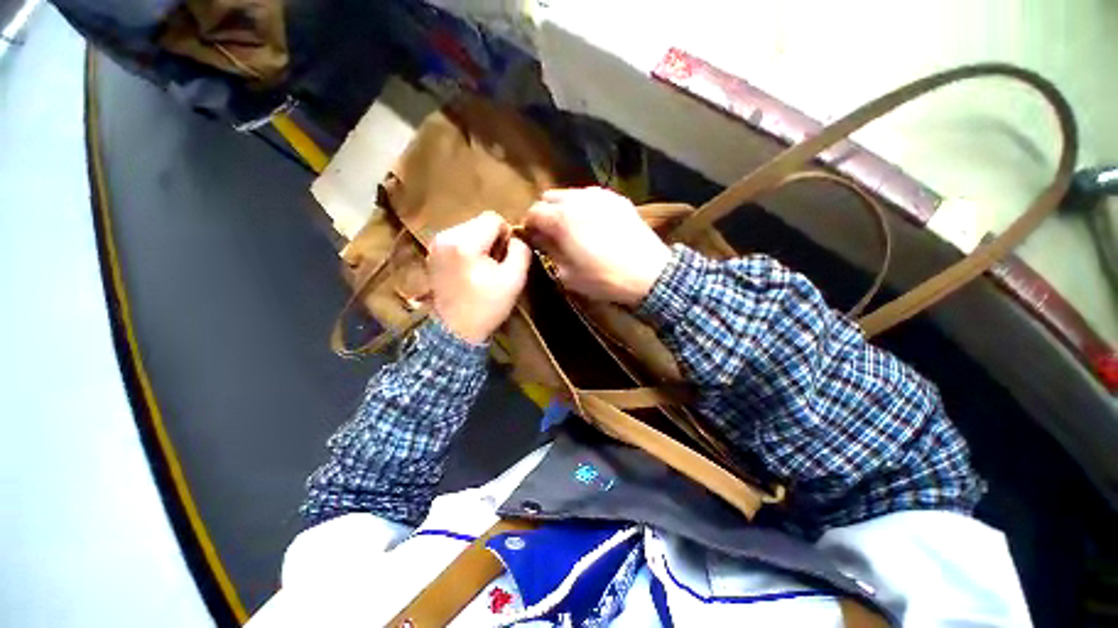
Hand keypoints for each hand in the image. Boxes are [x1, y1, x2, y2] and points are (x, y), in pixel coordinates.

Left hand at [428, 211, 531, 343]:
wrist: (455, 331)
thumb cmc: (487, 306)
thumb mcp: (514, 279)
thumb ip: (521, 251)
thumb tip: (516, 237)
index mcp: (465, 242)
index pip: (493, 218)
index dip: (507, 236)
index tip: (506, 259)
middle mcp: (445, 236)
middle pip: (480, 222)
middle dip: (492, 240)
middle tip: (495, 266)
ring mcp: (436, 245)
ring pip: (469, 230)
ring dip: (481, 245)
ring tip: (482, 270)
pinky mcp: (432, 253)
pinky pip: (458, 240)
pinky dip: (469, 250)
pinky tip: (470, 271)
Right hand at [525, 187, 670, 305]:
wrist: (647, 273)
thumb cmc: (602, 278)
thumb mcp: (567, 274)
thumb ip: (549, 251)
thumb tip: (539, 238)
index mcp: (561, 218)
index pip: (533, 212)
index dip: (529, 225)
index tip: (533, 238)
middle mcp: (577, 199)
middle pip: (549, 197)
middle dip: (545, 212)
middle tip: (551, 232)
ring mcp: (599, 196)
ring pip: (571, 194)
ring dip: (564, 207)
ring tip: (573, 227)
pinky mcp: (617, 199)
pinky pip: (592, 196)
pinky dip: (585, 206)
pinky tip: (593, 223)